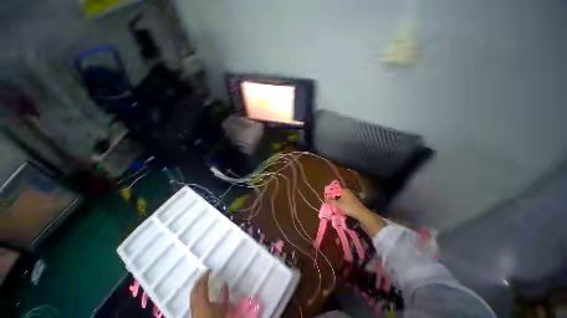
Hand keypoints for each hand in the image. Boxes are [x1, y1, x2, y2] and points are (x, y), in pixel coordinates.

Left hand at [190, 270, 228, 317]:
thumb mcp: (223, 306)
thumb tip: (225, 282)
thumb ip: (224, 294)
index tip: (210, 268)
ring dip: (196, 285)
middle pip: (195, 287)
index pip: (202, 283)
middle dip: (199, 279)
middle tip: (205, 273)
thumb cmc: (215, 317)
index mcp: (201, 298)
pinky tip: (199, 293)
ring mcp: (192, 306)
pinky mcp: (192, 310)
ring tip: (201, 281)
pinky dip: (195, 292)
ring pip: (192, 293)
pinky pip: (192, 297)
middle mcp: (195, 301)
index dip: (206, 274)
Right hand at [327, 189, 367, 219]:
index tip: (326, 197)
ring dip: (337, 200)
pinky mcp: (353, 201)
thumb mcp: (337, 204)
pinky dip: (342, 202)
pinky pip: (345, 200)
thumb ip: (330, 201)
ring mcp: (351, 196)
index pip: (334, 189)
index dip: (330, 193)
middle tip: (329, 201)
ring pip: (341, 197)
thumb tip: (325, 199)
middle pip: (338, 193)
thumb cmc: (348, 207)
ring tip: (333, 205)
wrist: (361, 213)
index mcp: (343, 190)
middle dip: (333, 197)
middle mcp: (347, 191)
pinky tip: (340, 206)